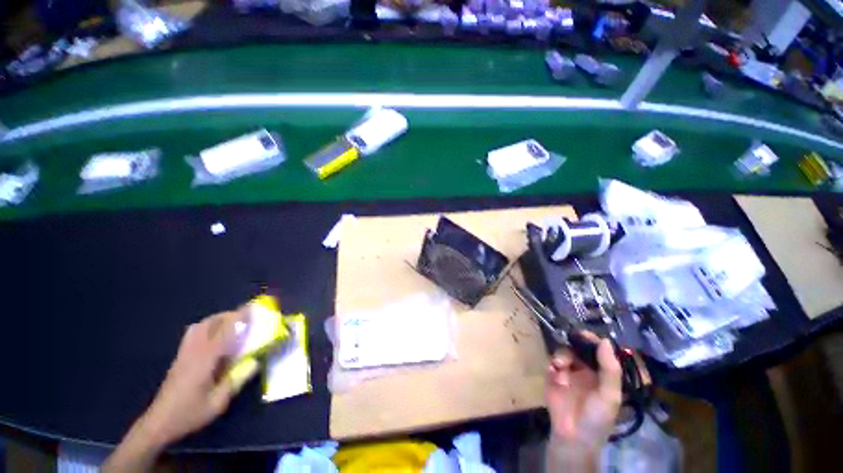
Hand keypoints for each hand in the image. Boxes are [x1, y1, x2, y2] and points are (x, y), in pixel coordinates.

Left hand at [140, 310, 248, 445]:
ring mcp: (184, 353)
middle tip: (246, 317)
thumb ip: (237, 381)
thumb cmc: (189, 414)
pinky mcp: (180, 357)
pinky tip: (214, 336)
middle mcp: (193, 351)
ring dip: (217, 319)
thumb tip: (255, 363)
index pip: (223, 331)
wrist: (159, 422)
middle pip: (210, 323)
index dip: (238, 318)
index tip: (252, 309)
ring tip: (232, 324)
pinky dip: (206, 327)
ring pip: (200, 326)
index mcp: (204, 359)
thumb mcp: (218, 403)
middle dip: (229, 315)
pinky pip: (193, 333)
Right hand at [545, 334, 621, 454]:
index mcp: (601, 374)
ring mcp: (567, 374)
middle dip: (572, 346)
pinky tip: (553, 374)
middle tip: (568, 345)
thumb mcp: (609, 395)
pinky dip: (551, 366)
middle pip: (577, 349)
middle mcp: (584, 370)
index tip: (583, 334)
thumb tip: (604, 340)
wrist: (573, 436)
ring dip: (561, 356)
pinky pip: (550, 364)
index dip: (592, 341)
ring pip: (563, 354)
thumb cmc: (597, 417)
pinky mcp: (552, 378)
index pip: (597, 351)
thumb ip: (609, 369)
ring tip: (559, 366)